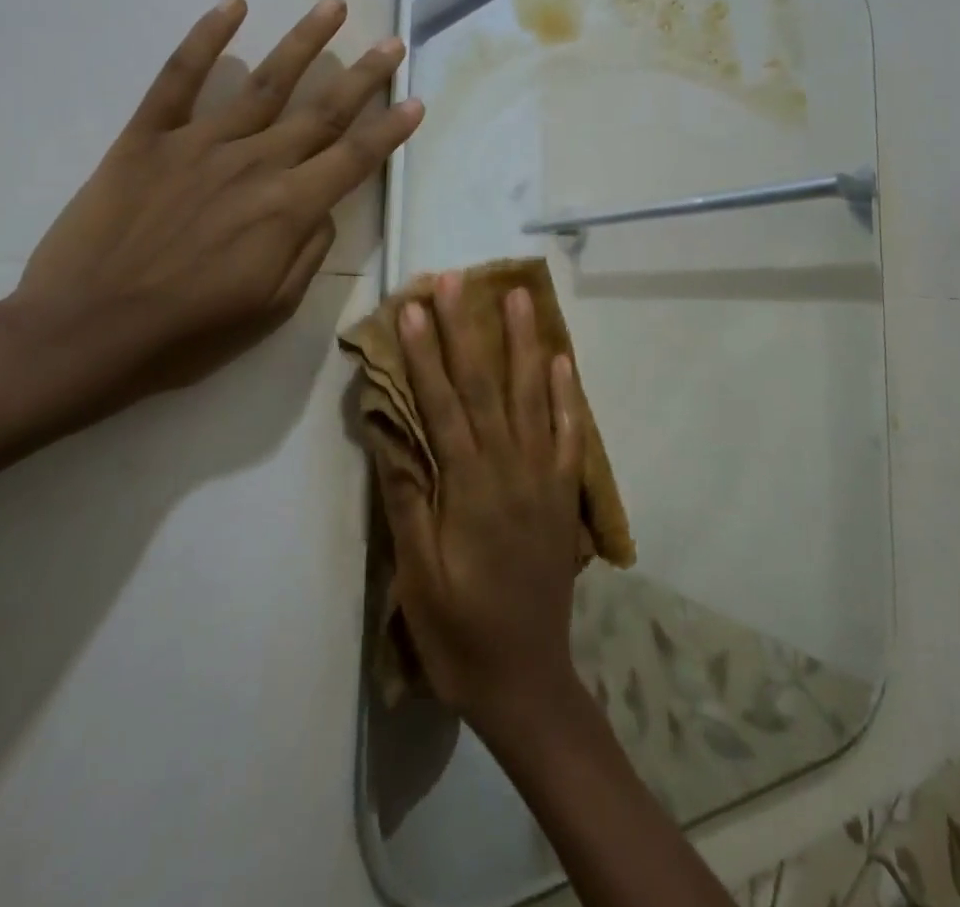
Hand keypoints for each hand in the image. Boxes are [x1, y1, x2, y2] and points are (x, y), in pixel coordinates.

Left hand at [14, 0, 422, 402]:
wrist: (84, 333)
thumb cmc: (187, 334)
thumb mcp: (272, 308)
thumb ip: (309, 251)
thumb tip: (323, 208)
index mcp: (289, 209)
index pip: (355, 158)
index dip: (390, 129)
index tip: (416, 101)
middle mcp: (255, 163)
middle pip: (323, 111)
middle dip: (364, 75)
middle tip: (391, 43)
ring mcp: (200, 143)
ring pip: (265, 82)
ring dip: (304, 41)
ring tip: (333, 5)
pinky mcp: (147, 137)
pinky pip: (179, 78)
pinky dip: (206, 38)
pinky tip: (233, 5)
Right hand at [373, 273, 587, 737]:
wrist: (526, 679)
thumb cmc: (458, 630)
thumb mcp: (417, 573)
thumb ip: (406, 497)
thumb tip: (390, 431)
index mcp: (468, 487)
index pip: (442, 404)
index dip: (424, 354)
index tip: (412, 308)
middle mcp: (510, 468)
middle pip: (485, 385)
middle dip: (468, 328)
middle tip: (457, 280)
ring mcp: (544, 476)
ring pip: (533, 396)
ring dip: (523, 342)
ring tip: (518, 296)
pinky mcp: (564, 493)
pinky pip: (569, 433)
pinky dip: (567, 394)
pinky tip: (562, 361)